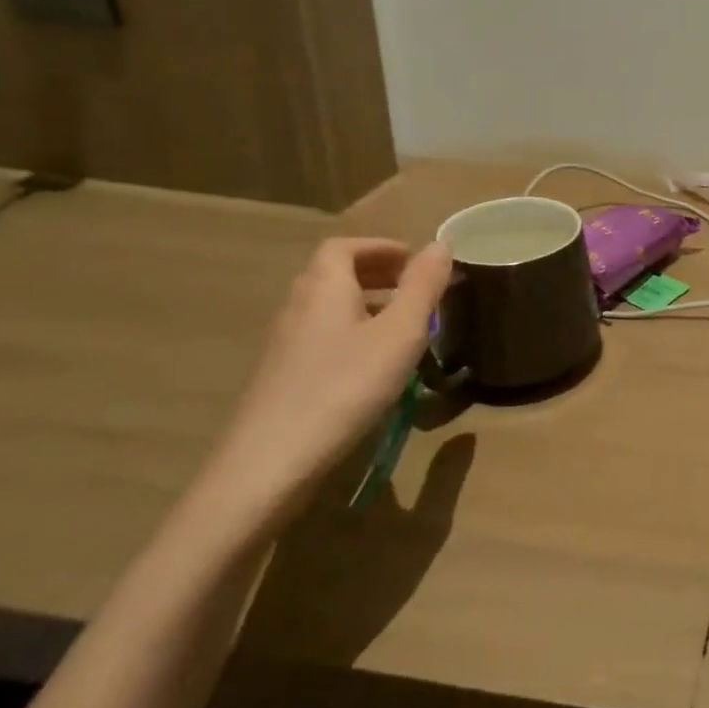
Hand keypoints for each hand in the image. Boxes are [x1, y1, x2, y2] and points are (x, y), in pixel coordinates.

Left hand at [191, 237, 452, 537]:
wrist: (268, 464)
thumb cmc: (344, 387)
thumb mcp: (400, 333)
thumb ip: (423, 286)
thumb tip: (440, 243)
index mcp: (324, 288)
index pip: (344, 247)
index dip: (379, 247)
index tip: (413, 259)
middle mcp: (298, 307)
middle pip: (333, 274)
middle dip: (375, 273)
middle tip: (414, 288)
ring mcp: (284, 345)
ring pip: (327, 308)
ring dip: (365, 304)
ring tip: (402, 326)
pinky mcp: (281, 378)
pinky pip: (321, 337)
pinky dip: (351, 333)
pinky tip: (373, 366)